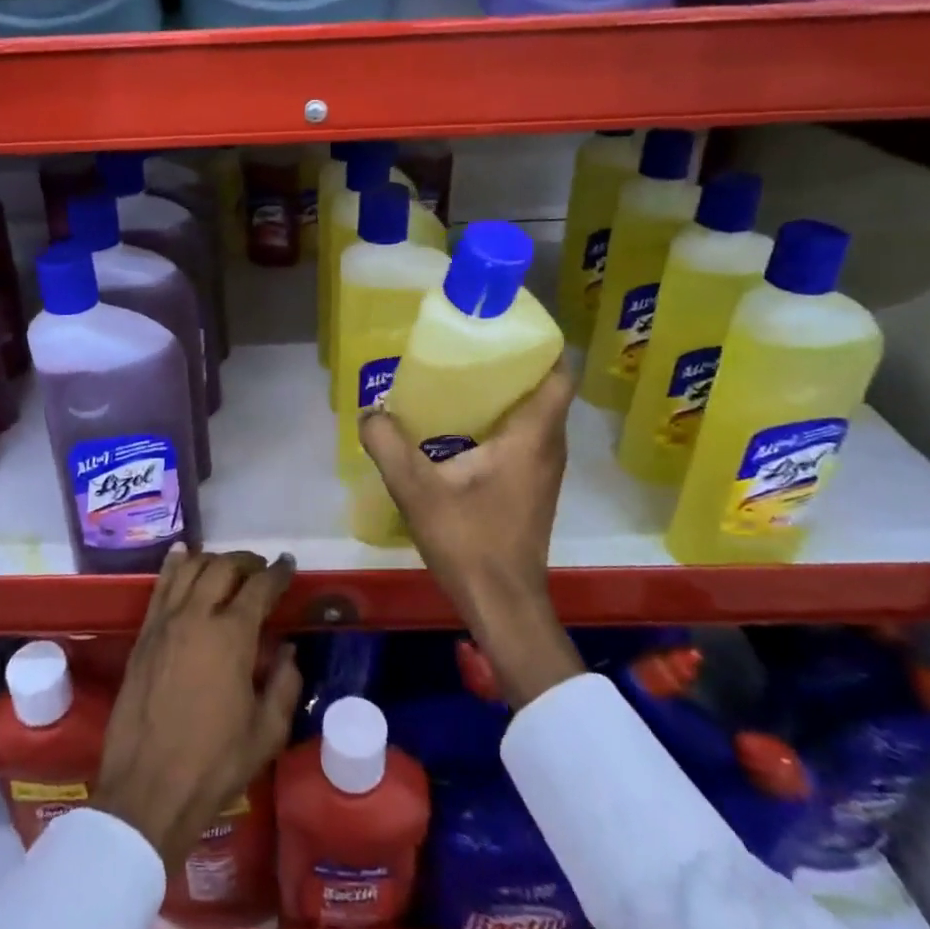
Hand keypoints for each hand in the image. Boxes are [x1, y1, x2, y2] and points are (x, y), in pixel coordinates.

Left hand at [94, 549, 302, 866]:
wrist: (148, 790)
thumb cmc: (214, 764)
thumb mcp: (267, 732)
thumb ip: (285, 684)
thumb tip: (288, 650)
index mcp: (232, 636)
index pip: (260, 587)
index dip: (278, 572)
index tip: (288, 565)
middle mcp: (197, 617)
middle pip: (223, 567)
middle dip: (246, 561)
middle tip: (260, 568)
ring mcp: (164, 623)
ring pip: (189, 569)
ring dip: (212, 559)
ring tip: (226, 565)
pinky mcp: (142, 636)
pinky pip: (160, 587)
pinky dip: (174, 565)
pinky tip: (181, 555)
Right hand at [360, 365, 582, 708]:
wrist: (501, 602)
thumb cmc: (468, 541)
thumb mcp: (415, 490)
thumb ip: (388, 445)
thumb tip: (371, 412)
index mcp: (532, 436)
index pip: (559, 373)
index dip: (540, 342)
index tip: (504, 325)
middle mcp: (548, 446)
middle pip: (543, 388)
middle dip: (511, 363)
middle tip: (468, 348)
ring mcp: (544, 470)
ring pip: (534, 414)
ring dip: (505, 394)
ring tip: (460, 380)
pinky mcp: (533, 488)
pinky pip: (525, 437)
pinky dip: (501, 422)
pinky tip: (460, 429)